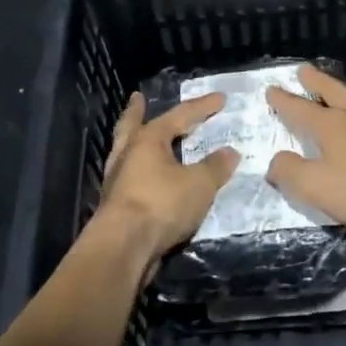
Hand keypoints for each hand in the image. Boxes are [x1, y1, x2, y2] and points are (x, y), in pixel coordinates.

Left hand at [95, 91, 239, 262]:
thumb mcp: (199, 184)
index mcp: (148, 140)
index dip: (202, 107)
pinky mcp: (115, 205)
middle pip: (132, 125)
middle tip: (137, 98)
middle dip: (137, 111)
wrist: (123, 248)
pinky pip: (130, 177)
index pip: (180, 115)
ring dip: (134, 141)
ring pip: (126, 151)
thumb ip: (215, 166)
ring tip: (142, 137)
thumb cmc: (161, 204)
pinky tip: (148, 177)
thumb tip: (230, 152)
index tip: (221, 98)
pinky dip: (140, 171)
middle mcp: (128, 154)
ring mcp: (117, 180)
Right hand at [266, 65, 345, 237]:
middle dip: (315, 81)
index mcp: (330, 124)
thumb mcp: (315, 186)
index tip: (271, 89)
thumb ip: (290, 171)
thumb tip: (275, 162)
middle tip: (304, 70)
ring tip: (330, 94)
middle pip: (332, 91)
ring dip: (336, 95)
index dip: (284, 100)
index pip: (300, 107)